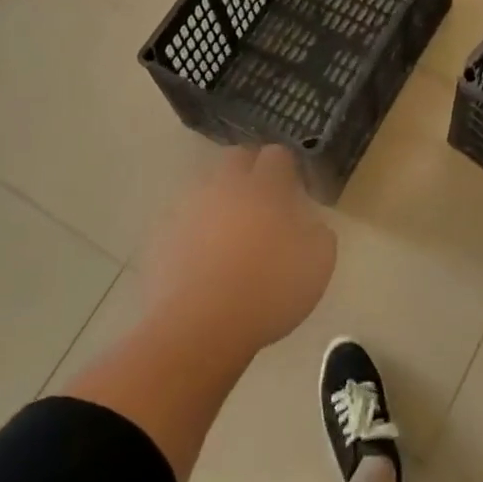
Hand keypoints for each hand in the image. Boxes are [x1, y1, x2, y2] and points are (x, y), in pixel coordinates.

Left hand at [143, 146, 335, 356]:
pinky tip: (204, 255)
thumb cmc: (267, 291)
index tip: (294, 190)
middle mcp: (224, 185)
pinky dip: (197, 227)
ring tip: (232, 232)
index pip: (277, 155)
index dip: (287, 169)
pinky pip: (185, 217)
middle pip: (237, 158)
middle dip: (251, 170)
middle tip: (264, 201)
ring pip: (208, 186)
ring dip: (221, 198)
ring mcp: (188, 206)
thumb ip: (319, 234)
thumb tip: (310, 223)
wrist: (198, 326)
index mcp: (264, 187)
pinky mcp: (163, 232)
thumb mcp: (317, 266)